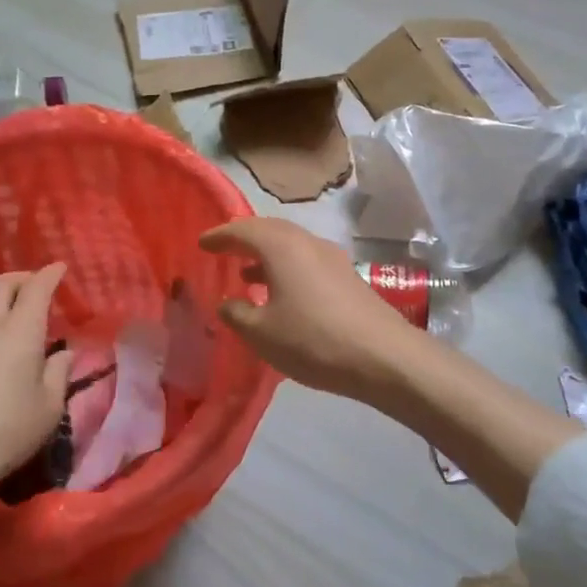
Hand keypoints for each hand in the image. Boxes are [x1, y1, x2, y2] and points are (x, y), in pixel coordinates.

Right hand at [199, 219, 423, 404]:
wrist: (383, 356)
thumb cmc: (313, 340)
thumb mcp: (262, 333)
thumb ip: (237, 314)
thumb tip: (228, 302)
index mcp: (282, 246)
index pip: (243, 230)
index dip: (220, 236)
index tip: (202, 243)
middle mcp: (307, 242)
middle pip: (270, 231)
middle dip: (244, 240)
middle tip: (224, 251)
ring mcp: (332, 258)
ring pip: (291, 246)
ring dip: (266, 256)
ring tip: (246, 275)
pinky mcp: (348, 277)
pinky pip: (307, 262)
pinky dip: (286, 269)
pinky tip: (281, 294)